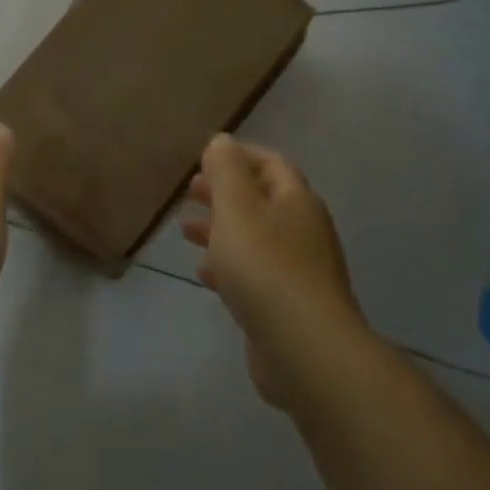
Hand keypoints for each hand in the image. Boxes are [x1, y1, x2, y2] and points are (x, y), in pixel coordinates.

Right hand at [182, 134, 365, 406]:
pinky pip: (255, 273)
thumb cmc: (265, 266)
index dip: (238, 156)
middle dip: (224, 193)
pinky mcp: (289, 305)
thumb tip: (222, 141)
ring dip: (221, 229)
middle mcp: (303, 230)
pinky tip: (204, 272)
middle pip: (262, 200)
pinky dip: (229, 265)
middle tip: (189, 192)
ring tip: (185, 229)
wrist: (304, 348)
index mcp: (296, 200)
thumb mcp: (236, 208)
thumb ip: (226, 171)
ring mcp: (299, 270)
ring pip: (255, 238)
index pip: (270, 164)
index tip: (204, 158)